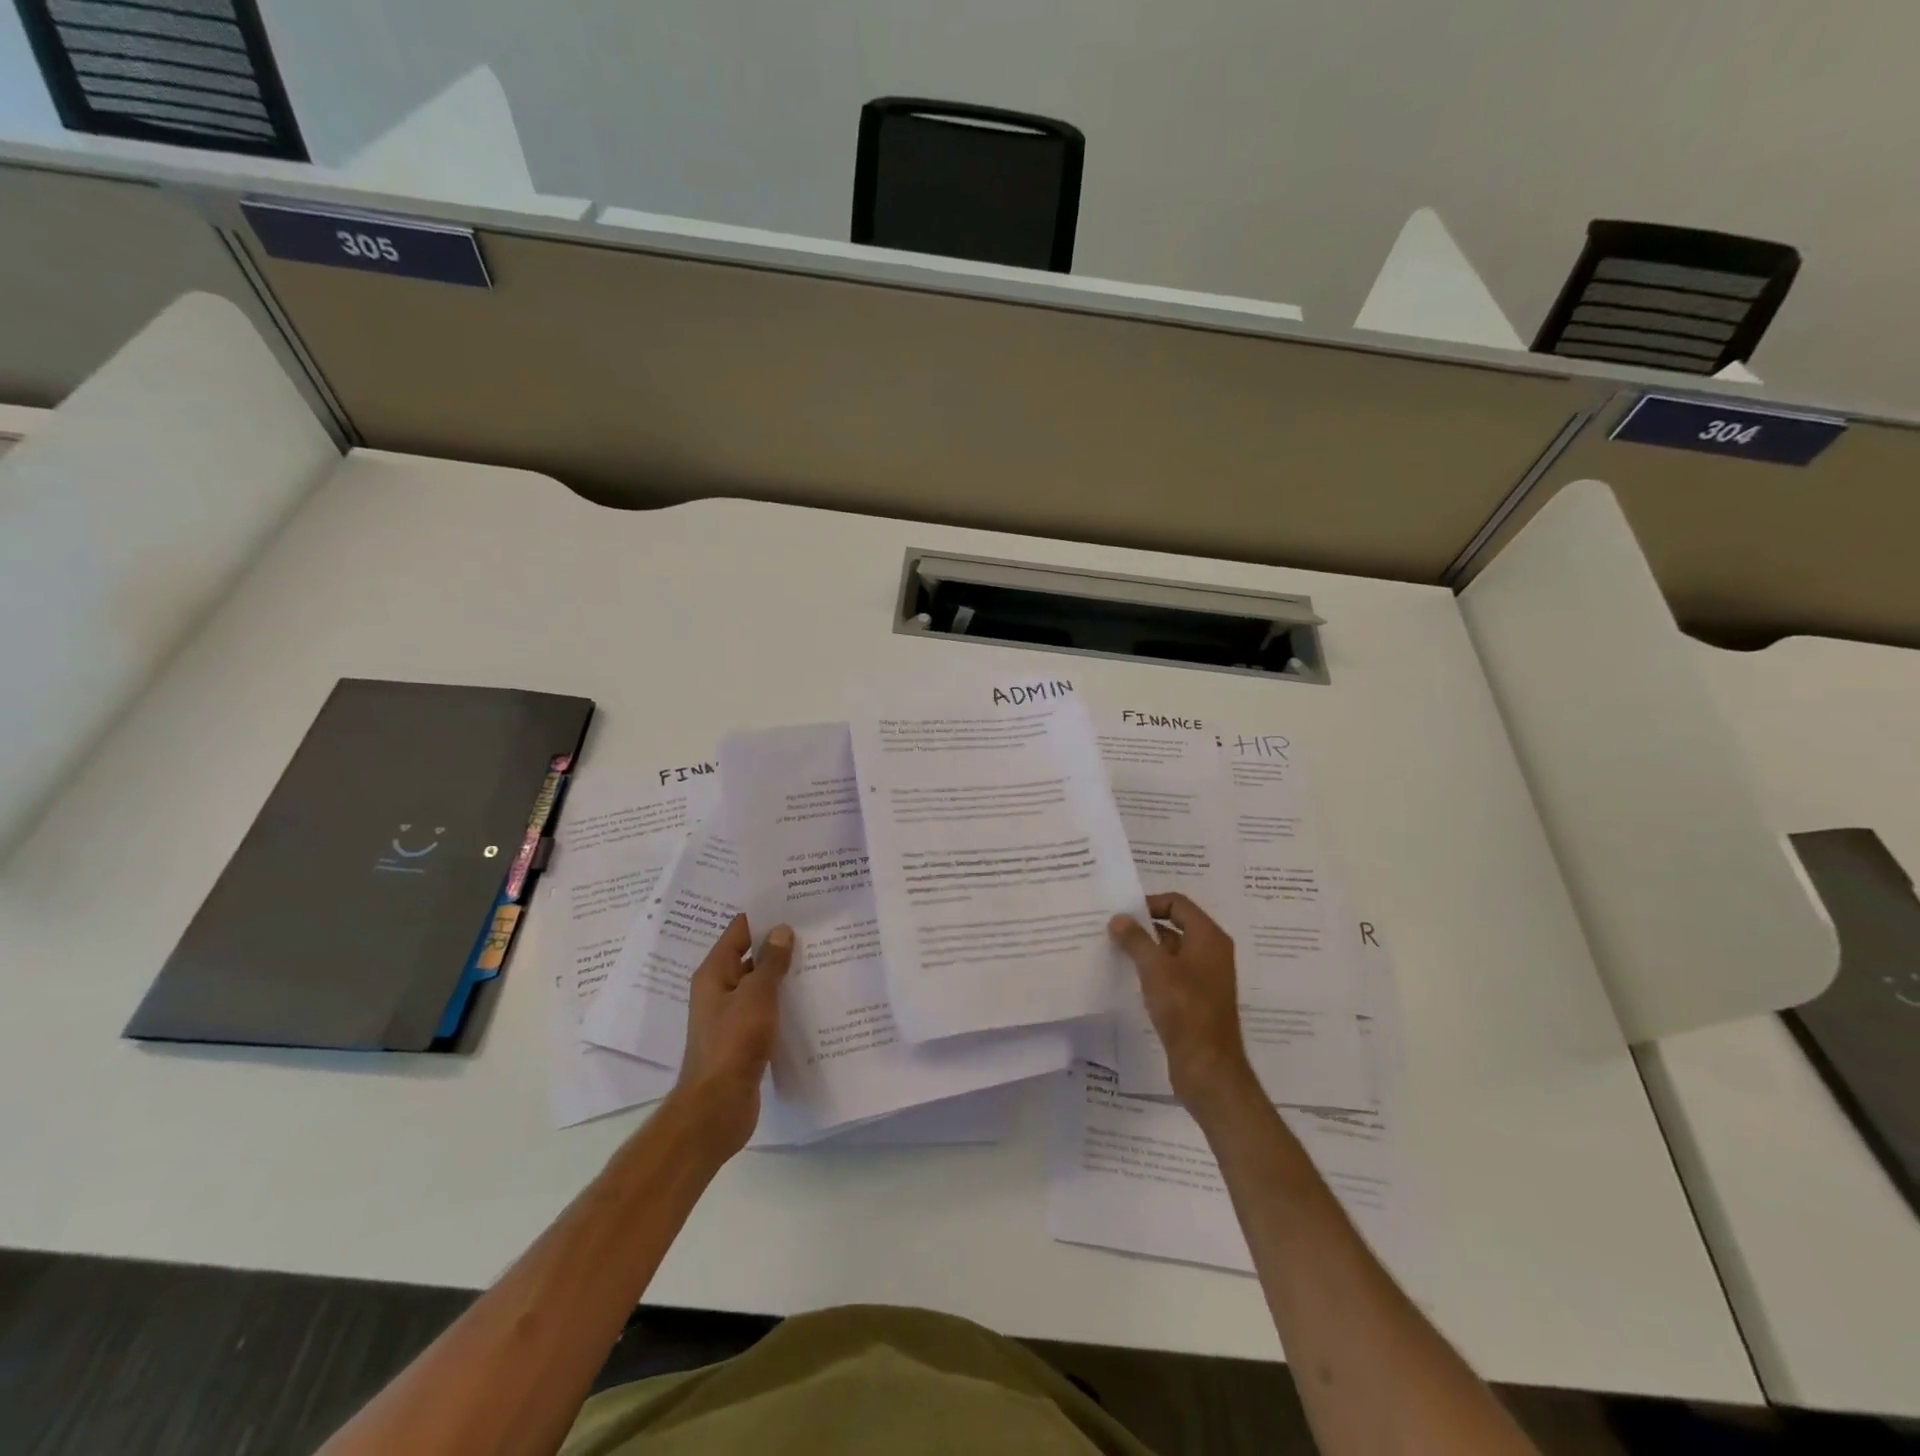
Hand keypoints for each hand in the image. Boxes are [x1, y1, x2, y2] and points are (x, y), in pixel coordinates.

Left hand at [672, 915, 792, 1156]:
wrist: (717, 1108)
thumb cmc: (733, 1044)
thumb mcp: (756, 996)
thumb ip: (770, 963)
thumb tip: (781, 930)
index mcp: (714, 973)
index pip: (738, 931)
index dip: (764, 915)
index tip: (794, 902)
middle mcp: (718, 990)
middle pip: (750, 956)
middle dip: (778, 944)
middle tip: (815, 927)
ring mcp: (731, 1016)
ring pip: (760, 985)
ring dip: (783, 974)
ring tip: (820, 957)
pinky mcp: (743, 1039)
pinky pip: (766, 1010)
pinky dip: (783, 1002)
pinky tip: (810, 999)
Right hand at [1109, 893, 1257, 1115]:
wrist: (1207, 1066)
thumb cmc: (1185, 1009)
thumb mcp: (1155, 969)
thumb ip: (1136, 939)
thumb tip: (1118, 918)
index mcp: (1209, 938)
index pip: (1178, 903)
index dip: (1150, 903)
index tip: (1123, 915)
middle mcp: (1211, 952)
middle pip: (1175, 925)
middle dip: (1144, 926)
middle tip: (1112, 930)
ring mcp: (1205, 977)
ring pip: (1171, 951)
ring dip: (1146, 949)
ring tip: (1114, 952)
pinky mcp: (1196, 999)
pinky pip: (1172, 973)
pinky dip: (1152, 971)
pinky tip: (1128, 978)